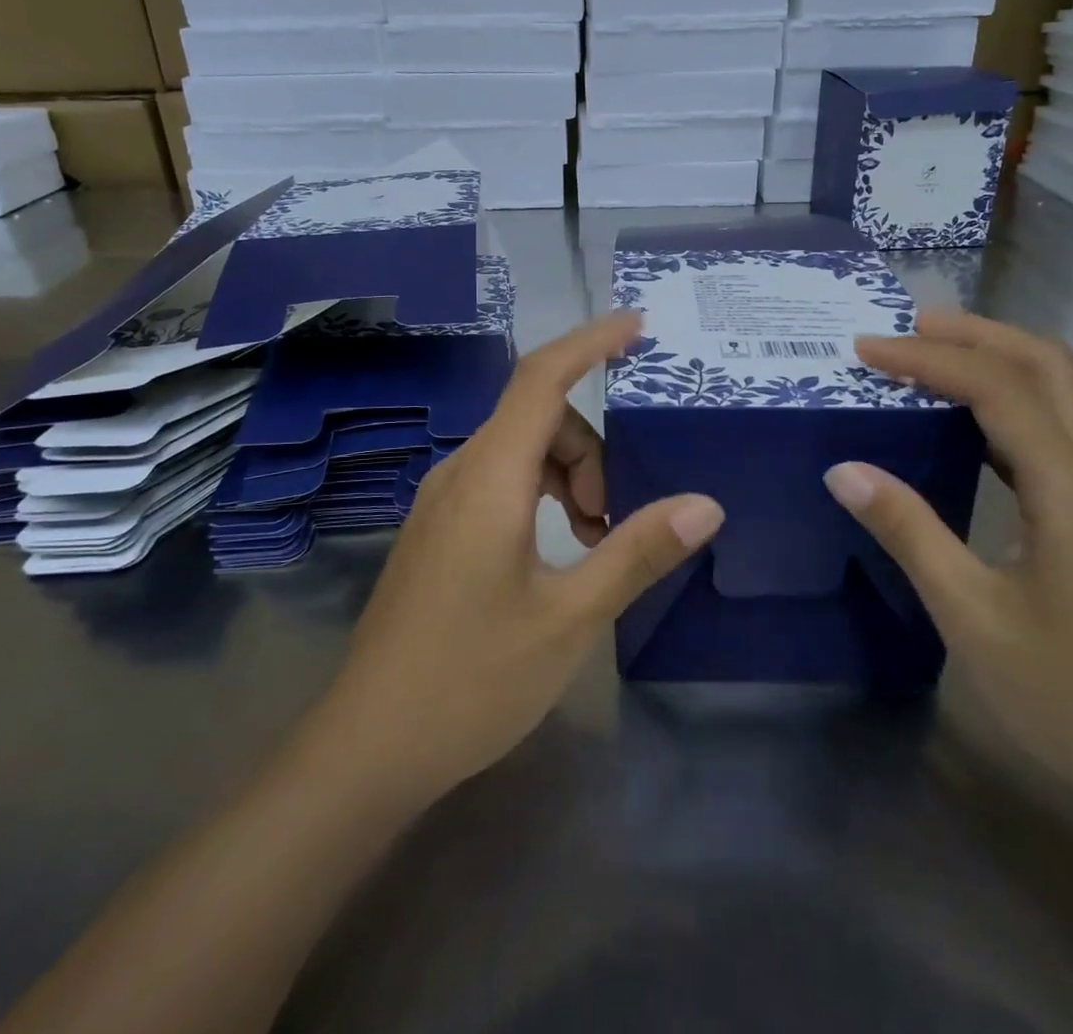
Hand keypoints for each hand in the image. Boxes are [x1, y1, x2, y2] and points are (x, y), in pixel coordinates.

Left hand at [313, 313, 723, 808]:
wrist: (367, 748)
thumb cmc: (471, 680)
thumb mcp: (569, 617)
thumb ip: (636, 552)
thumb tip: (705, 504)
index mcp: (489, 478)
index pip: (542, 378)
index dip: (590, 342)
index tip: (637, 325)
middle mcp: (460, 473)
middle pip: (538, 419)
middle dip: (592, 450)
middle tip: (616, 521)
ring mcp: (442, 501)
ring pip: (520, 452)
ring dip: (569, 477)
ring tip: (594, 543)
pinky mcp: (439, 529)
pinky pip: (500, 481)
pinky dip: (542, 495)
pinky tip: (559, 551)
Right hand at [825, 311, 1072, 819]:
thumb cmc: (1070, 695)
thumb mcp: (971, 615)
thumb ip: (908, 531)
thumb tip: (844, 469)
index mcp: (1071, 487)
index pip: (997, 388)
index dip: (928, 360)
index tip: (866, 349)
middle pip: (1046, 364)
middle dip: (975, 333)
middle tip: (907, 328)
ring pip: (1058, 388)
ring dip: (995, 357)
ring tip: (929, 354)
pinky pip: (1053, 425)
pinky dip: (1005, 399)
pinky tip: (963, 419)